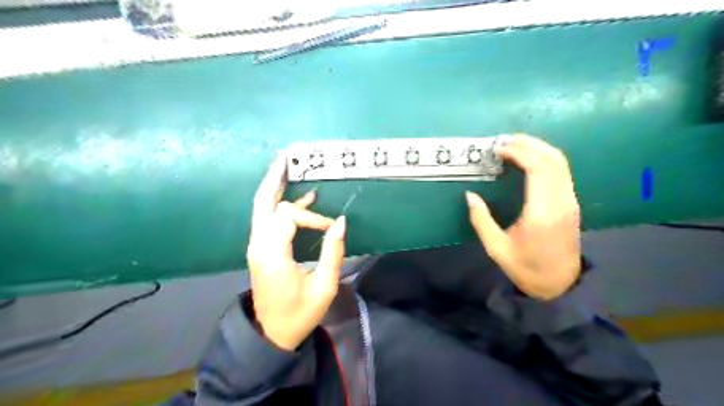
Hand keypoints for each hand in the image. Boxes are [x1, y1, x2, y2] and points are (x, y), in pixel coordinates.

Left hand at [248, 153, 345, 349]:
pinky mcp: (261, 249)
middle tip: (286, 157)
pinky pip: (268, 219)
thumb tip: (341, 222)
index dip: (313, 217)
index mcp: (273, 254)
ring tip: (289, 167)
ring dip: (275, 187)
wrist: (271, 333)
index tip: (331, 230)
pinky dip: (281, 204)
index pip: (289, 216)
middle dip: (274, 178)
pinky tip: (301, 199)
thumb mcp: (323, 286)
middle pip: (263, 201)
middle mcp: (259, 244)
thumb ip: (333, 252)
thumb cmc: (299, 313)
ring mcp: (256, 246)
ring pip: (262, 208)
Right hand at [467, 135, 580, 298]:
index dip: (519, 153)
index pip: (538, 169)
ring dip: (539, 148)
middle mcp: (561, 203)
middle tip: (505, 140)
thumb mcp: (496, 248)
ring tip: (515, 145)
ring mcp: (570, 202)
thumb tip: (470, 195)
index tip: (499, 149)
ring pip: (561, 163)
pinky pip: (562, 172)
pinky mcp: (571, 203)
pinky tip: (529, 159)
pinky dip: (546, 159)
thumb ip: (481, 220)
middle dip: (529, 144)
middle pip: (553, 159)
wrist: (559, 284)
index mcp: (541, 214)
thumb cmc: (525, 267)